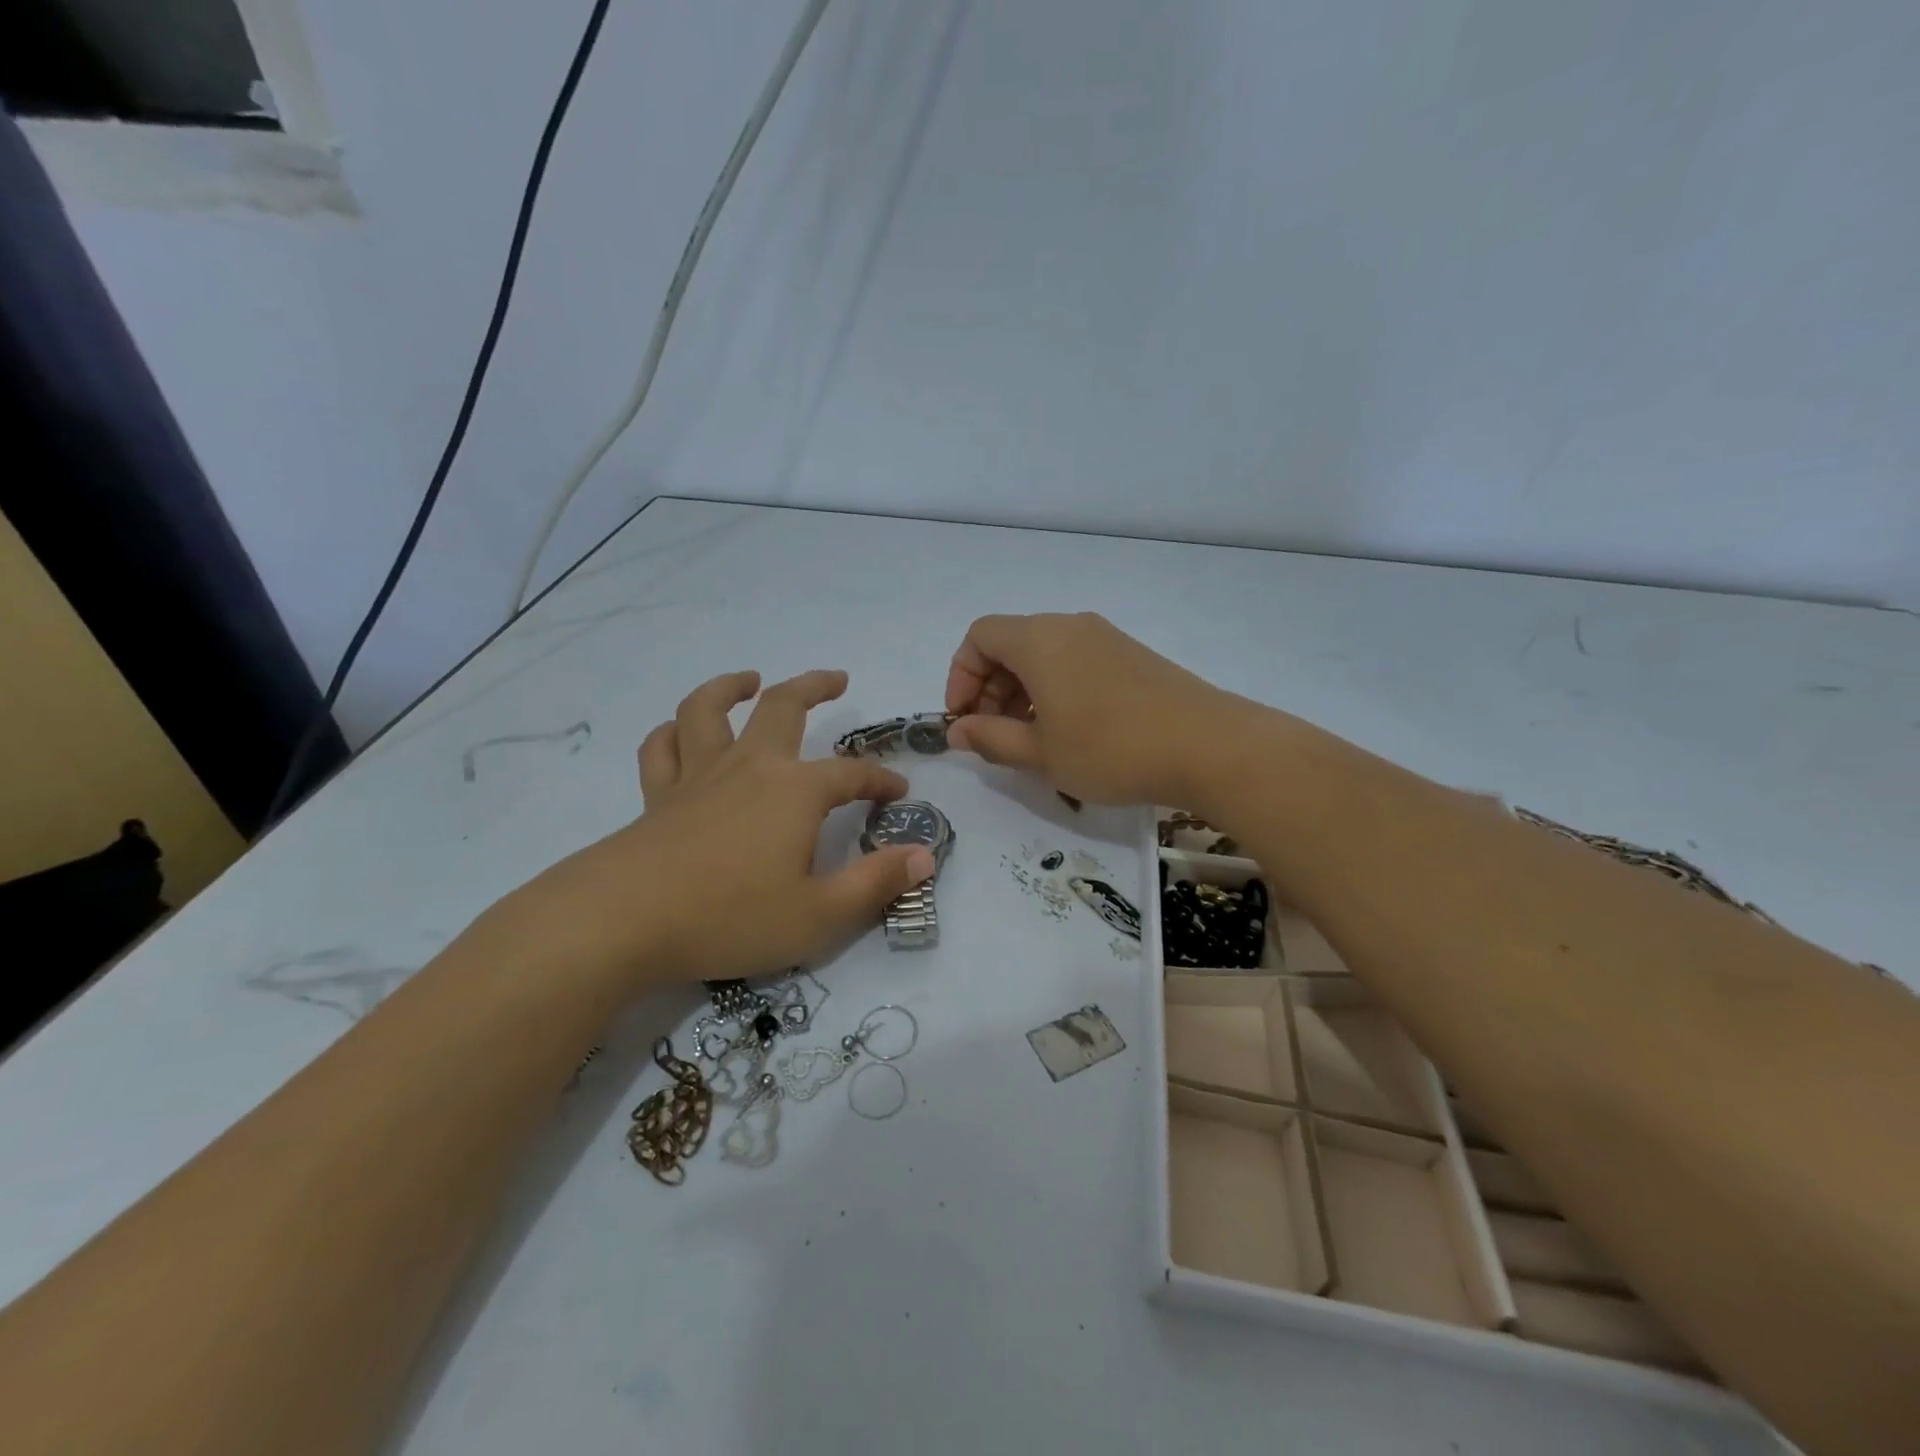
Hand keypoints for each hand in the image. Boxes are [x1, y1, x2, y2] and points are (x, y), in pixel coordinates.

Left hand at [494, 669, 934, 988]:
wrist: (624, 921)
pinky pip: (662, 748)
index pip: (851, 774)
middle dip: (815, 687)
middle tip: (837, 679)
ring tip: (750, 680)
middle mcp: (750, 767)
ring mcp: (698, 777)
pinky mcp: (658, 796)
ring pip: (710, 710)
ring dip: (732, 686)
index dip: (880, 780)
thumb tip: (924, 855)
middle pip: (784, 707)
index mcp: (795, 791)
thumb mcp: (820, 915)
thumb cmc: (731, 917)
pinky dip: (673, 732)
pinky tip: (681, 731)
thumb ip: (876, 883)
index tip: (898, 792)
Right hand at [944, 612, 1233, 805]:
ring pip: (1044, 655)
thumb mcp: (1040, 752)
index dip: (961, 676)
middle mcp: (1070, 626)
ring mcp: (1106, 638)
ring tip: (1030, 742)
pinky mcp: (1132, 656)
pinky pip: (1075, 663)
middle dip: (990, 689)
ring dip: (1022, 693)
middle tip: (994, 737)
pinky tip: (1069, 733)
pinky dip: (1055, 690)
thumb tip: (958, 731)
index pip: (979, 636)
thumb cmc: (1110, 748)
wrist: (1209, 746)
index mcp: (1039, 640)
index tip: (964, 720)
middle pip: (1011, 644)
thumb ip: (990, 738)